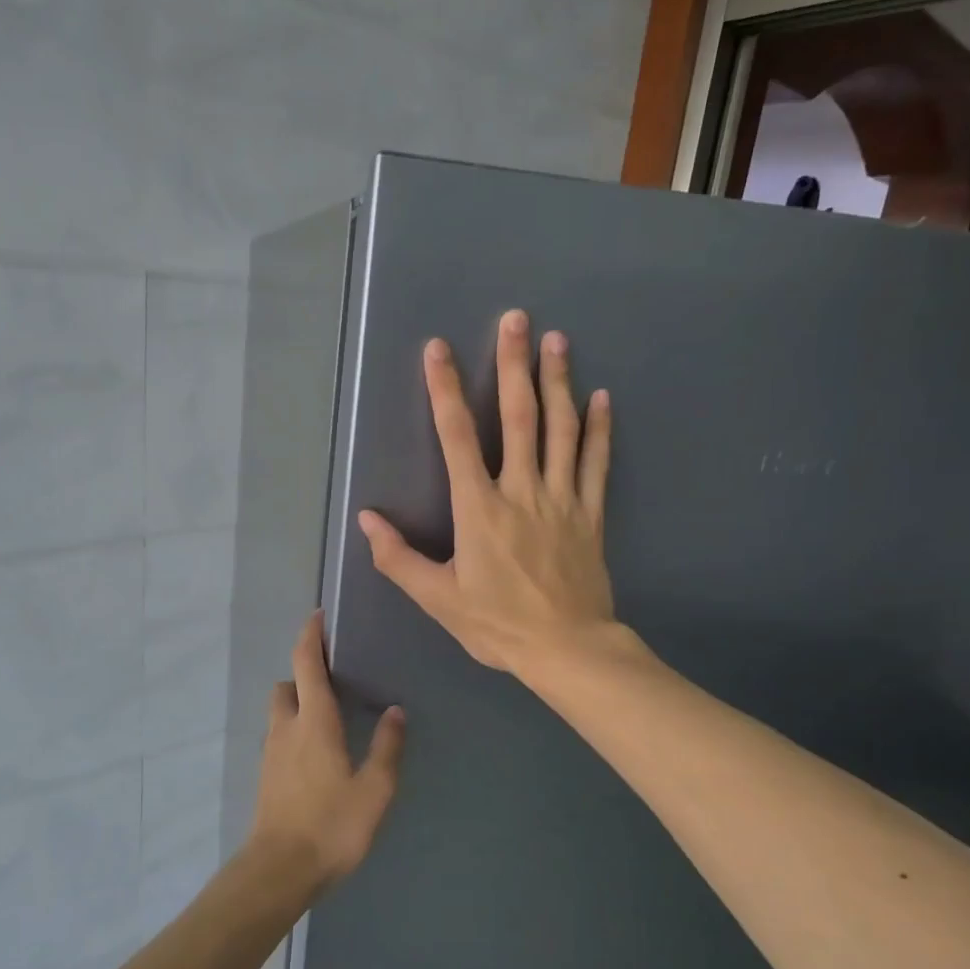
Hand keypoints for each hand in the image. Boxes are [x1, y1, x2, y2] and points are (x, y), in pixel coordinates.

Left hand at [247, 613, 405, 894]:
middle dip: (303, 672)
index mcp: (314, 721)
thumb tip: (396, 710)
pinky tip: (316, 750)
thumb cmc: (331, 825)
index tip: (318, 616)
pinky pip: (279, 735)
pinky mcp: (266, 774)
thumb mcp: (374, 789)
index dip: (310, 636)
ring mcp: (271, 751)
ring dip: (297, 700)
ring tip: (328, 714)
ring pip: (280, 710)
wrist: (279, 870)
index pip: (306, 663)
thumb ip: (387, 747)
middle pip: (287, 683)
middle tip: (332, 676)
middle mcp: (287, 727)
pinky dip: (294, 727)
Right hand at [357, 308, 615, 677]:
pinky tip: (602, 398)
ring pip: (561, 430)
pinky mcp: (591, 514)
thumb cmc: (497, 624)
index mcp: (480, 509)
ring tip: (557, 340)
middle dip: (513, 365)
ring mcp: (562, 499)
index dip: (445, 391)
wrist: (567, 649)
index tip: (438, 349)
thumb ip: (398, 558)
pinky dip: (599, 430)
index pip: (457, 438)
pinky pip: (597, 464)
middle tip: (516, 319)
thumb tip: (367, 520)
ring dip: (558, 382)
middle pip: (519, 418)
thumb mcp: (438, 598)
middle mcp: (522, 491)